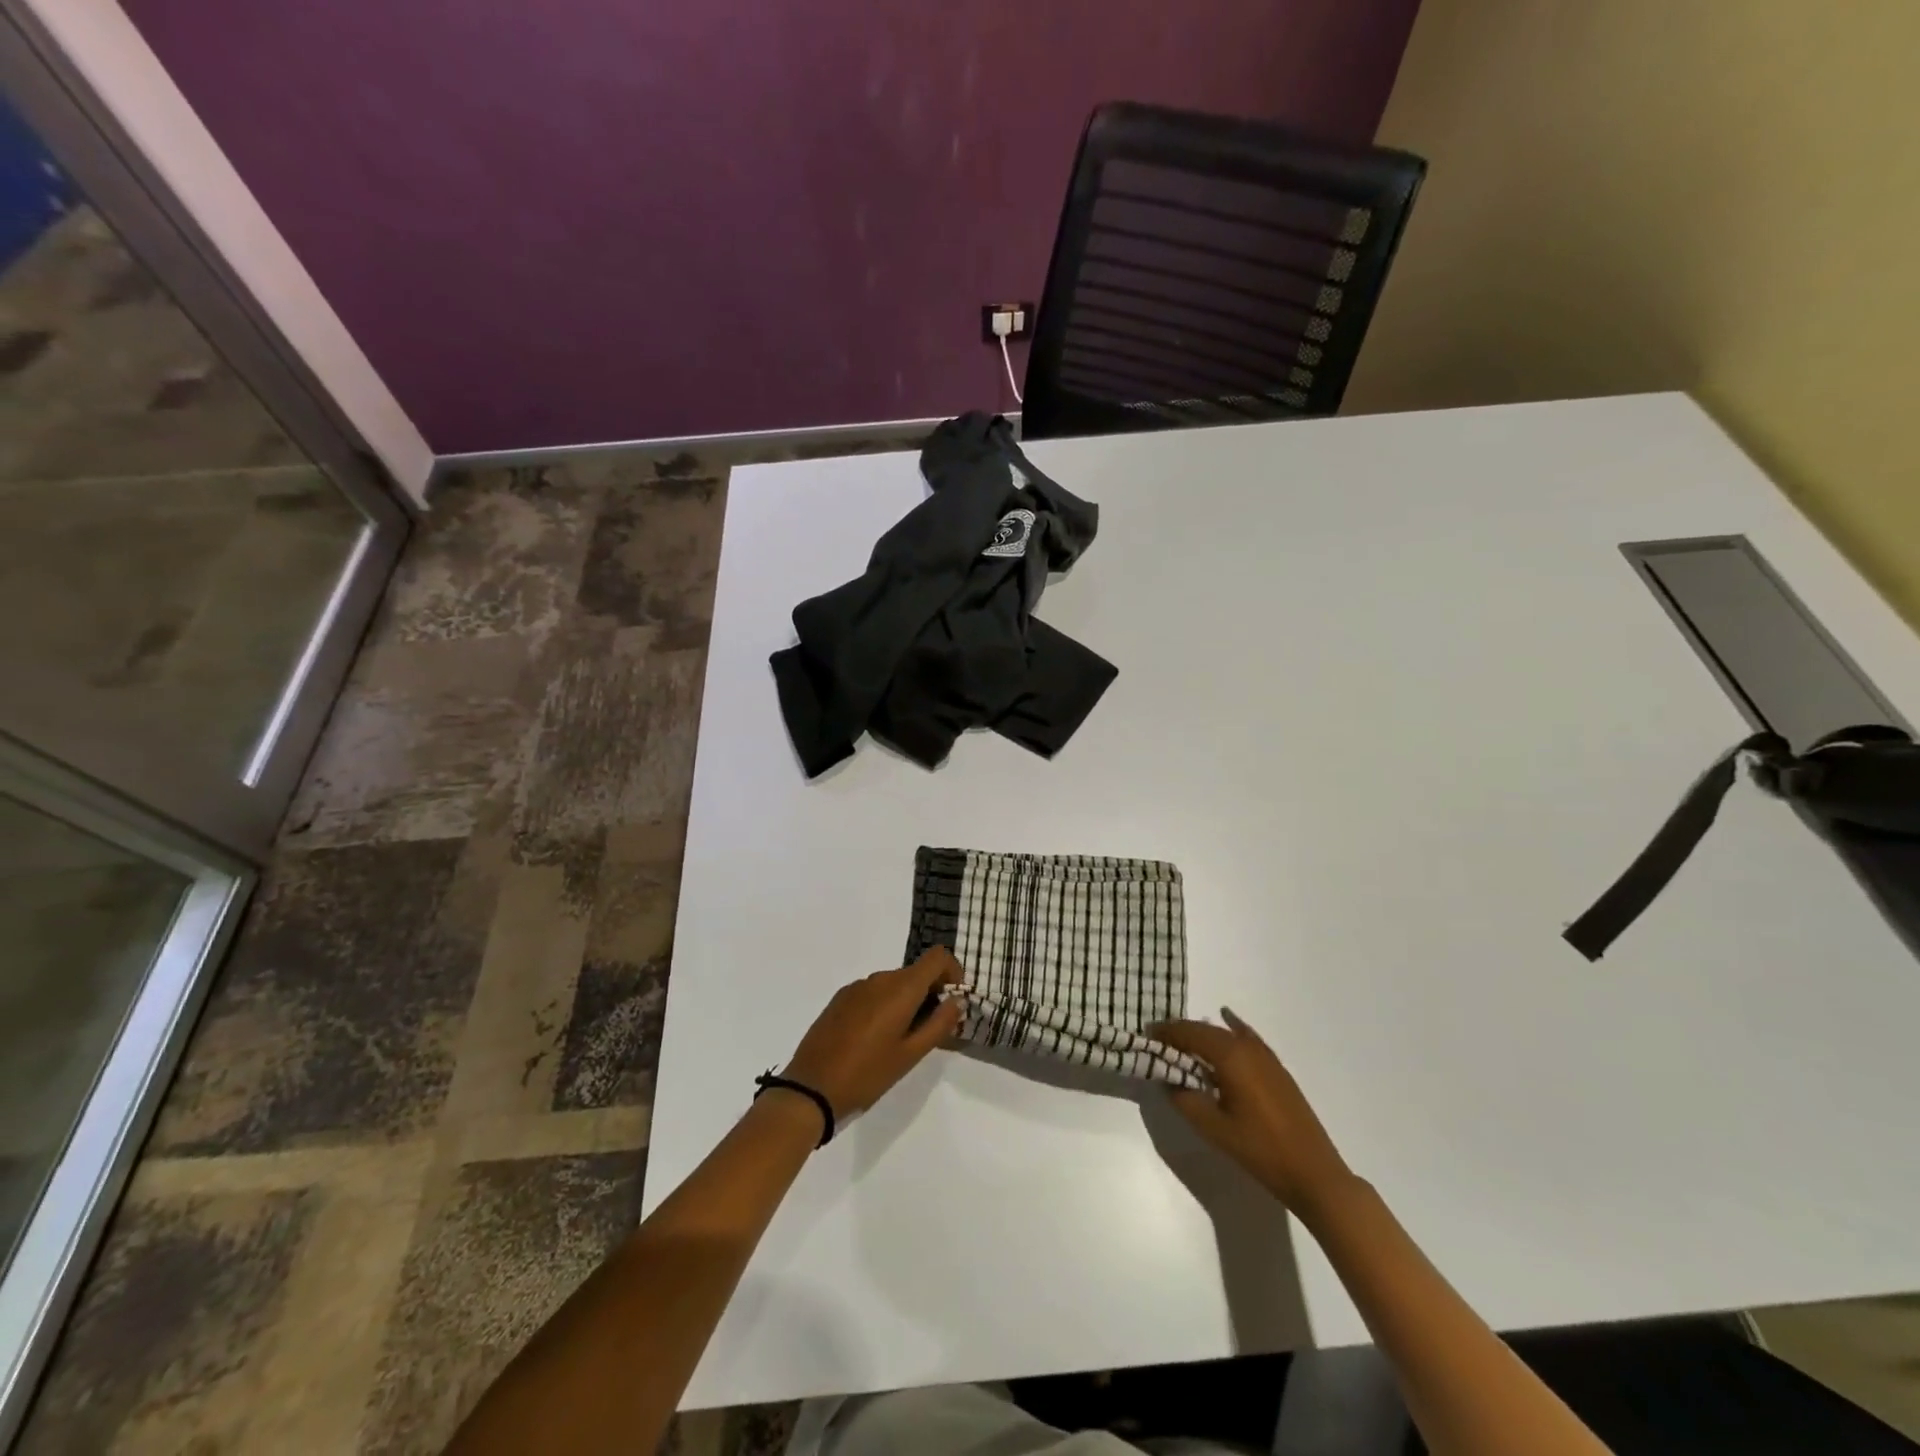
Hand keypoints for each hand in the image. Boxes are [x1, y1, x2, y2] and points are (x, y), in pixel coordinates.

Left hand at [781, 948, 964, 1117]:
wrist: (811, 1088)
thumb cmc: (867, 1074)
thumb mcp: (910, 1055)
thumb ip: (939, 1024)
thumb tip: (957, 1000)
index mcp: (900, 988)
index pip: (936, 957)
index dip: (952, 972)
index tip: (953, 1000)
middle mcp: (879, 978)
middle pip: (915, 972)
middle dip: (930, 993)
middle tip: (930, 1029)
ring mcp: (857, 986)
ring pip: (894, 983)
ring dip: (906, 1001)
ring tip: (902, 1039)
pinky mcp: (840, 998)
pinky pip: (873, 992)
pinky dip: (884, 1005)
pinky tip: (874, 1038)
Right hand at [1153, 1008, 1356, 1218]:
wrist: (1314, 1173)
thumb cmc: (1260, 1150)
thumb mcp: (1213, 1128)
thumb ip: (1185, 1099)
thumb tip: (1168, 1079)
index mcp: (1230, 1056)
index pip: (1189, 1033)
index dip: (1166, 1032)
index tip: (1146, 1035)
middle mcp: (1247, 1047)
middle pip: (1206, 1030)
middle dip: (1181, 1032)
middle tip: (1159, 1041)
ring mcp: (1266, 1057)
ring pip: (1226, 1034)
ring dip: (1203, 1035)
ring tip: (1183, 1044)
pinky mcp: (1277, 1069)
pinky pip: (1247, 1037)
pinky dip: (1232, 1028)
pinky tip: (1226, 1020)